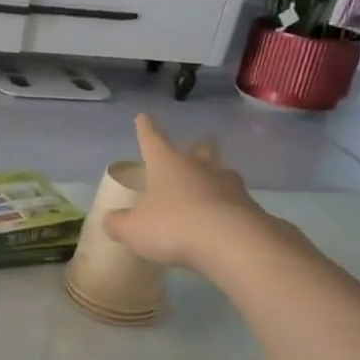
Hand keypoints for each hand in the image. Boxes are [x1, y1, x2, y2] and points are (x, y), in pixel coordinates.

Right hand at [103, 115, 261, 268]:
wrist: (232, 243)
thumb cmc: (173, 226)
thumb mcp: (133, 230)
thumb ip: (118, 223)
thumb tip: (110, 219)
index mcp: (167, 164)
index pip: (152, 139)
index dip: (145, 129)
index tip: (143, 117)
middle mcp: (199, 167)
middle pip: (199, 150)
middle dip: (196, 147)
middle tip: (197, 145)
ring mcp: (228, 185)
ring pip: (220, 173)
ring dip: (214, 176)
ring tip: (210, 185)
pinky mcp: (249, 207)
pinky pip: (234, 201)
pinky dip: (226, 206)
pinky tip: (222, 218)